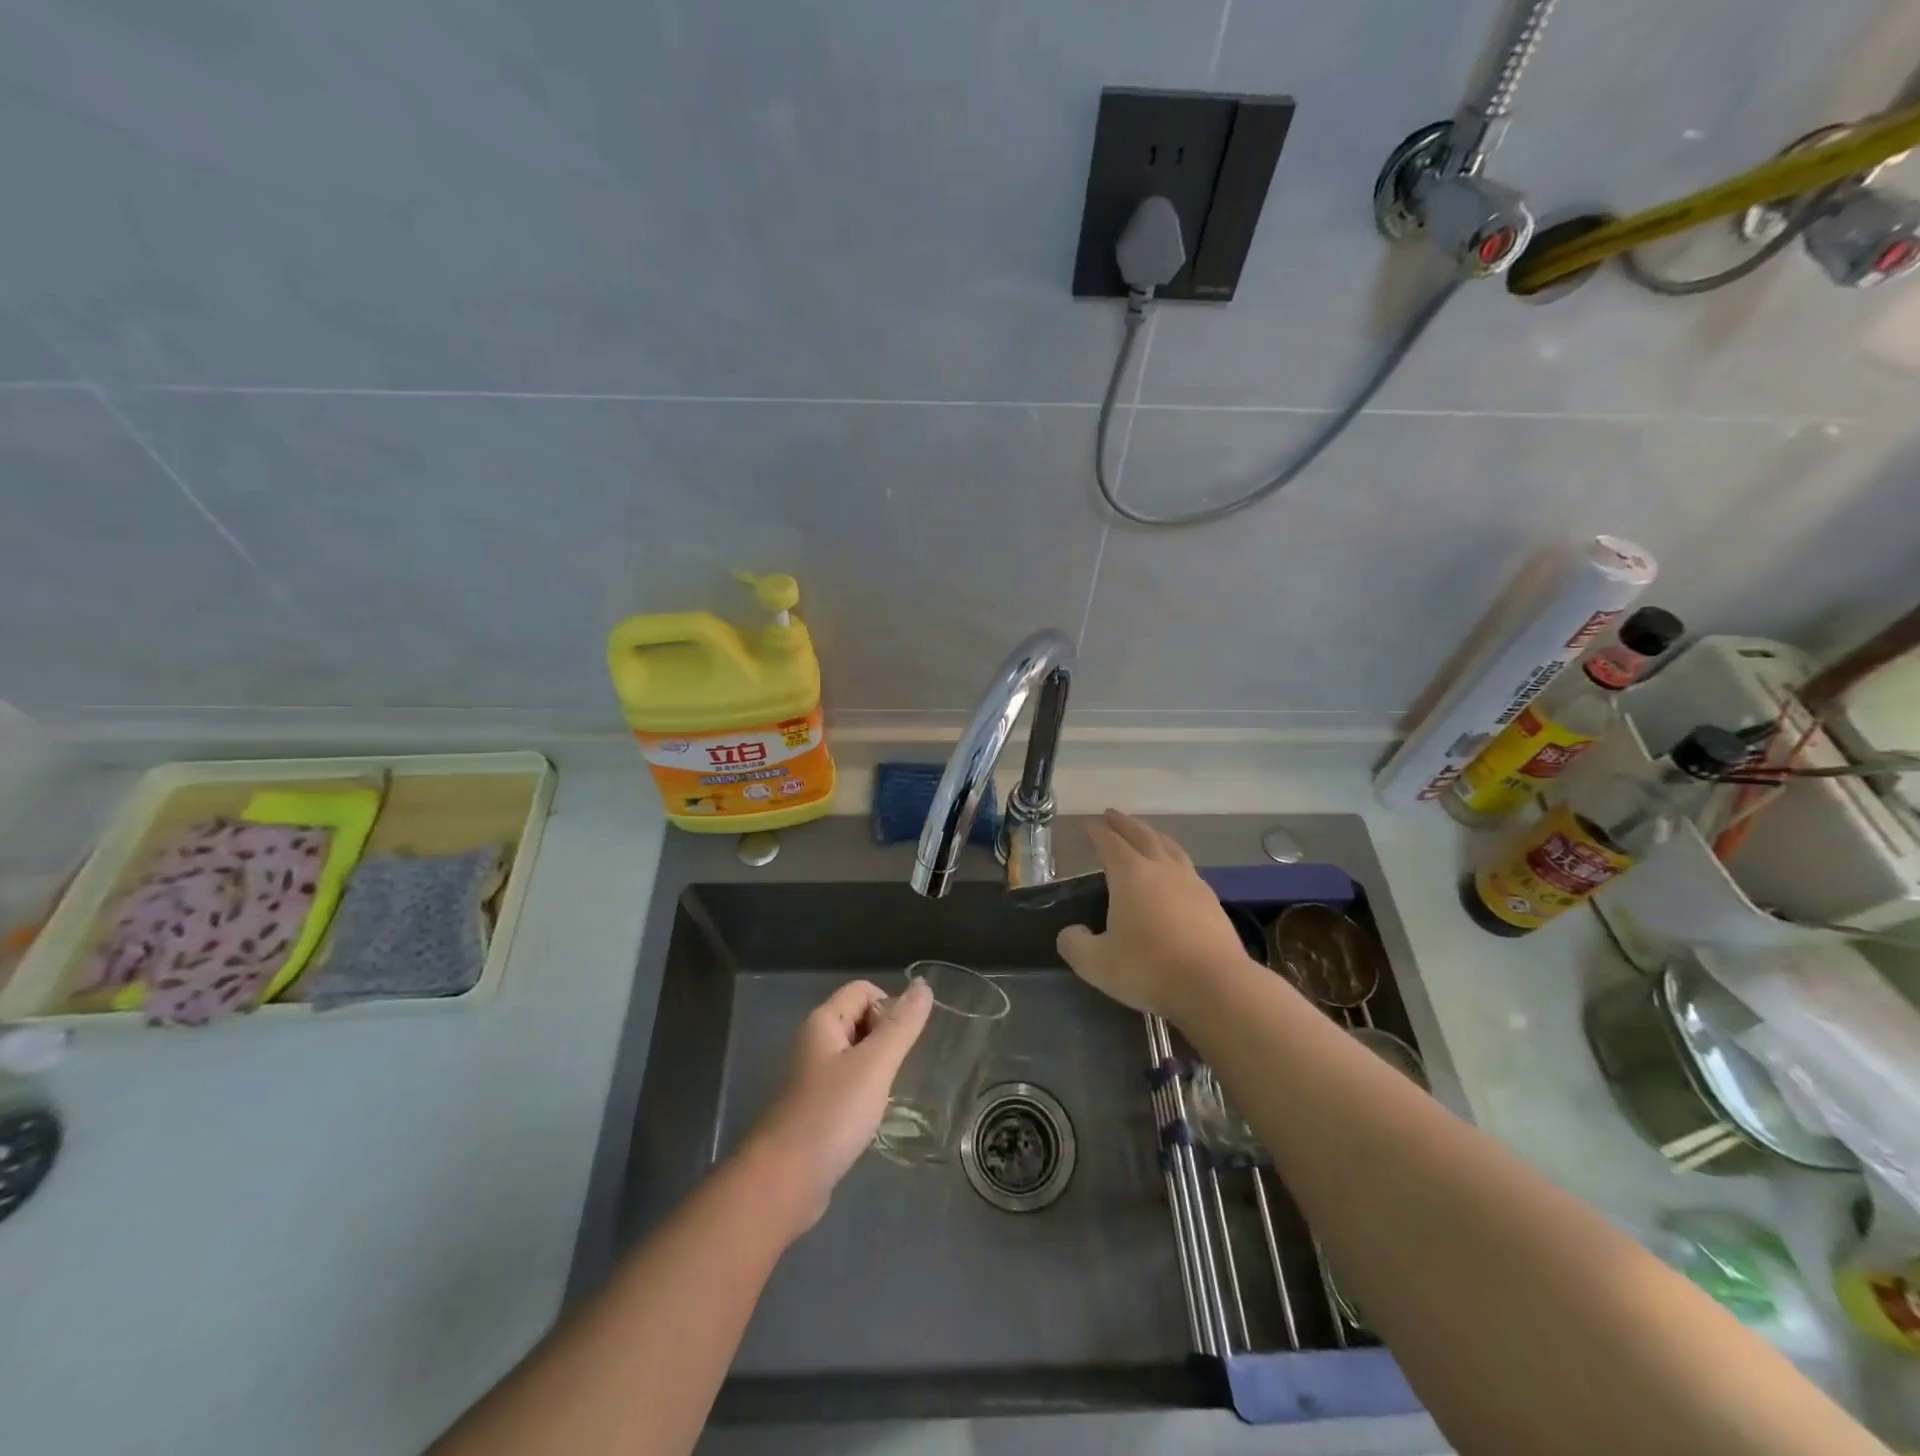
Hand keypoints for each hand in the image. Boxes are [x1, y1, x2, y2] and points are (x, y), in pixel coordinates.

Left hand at [742, 978, 932, 1233]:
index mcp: (823, 1022)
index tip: (900, 1043)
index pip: (863, 990)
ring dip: (878, 1066)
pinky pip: (850, 1083)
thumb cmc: (832, 1114)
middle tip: (896, 1070)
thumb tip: (924, 985)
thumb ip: (901, 1025)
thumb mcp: (874, 1065)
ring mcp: (814, 1076)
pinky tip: (873, 1115)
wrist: (785, 1182)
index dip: (888, 1006)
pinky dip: (866, 1091)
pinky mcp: (818, 1107)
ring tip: (888, 1093)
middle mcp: (816, 1042)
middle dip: (886, 1037)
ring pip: (858, 1053)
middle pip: (861, 1018)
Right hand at [1055, 809, 1256, 1019]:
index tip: (1086, 824)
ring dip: (1153, 835)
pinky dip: (1174, 859)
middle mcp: (1162, 869)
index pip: (1109, 843)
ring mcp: (1191, 882)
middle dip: (1124, 823)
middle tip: (1111, 814)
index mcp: (1130, 875)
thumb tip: (1070, 933)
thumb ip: (1075, 945)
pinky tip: (1175, 872)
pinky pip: (1188, 867)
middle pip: (1142, 835)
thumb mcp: (1097, 964)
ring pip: (1170, 847)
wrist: (1215, 986)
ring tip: (1145, 834)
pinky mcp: (1212, 902)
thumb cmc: (1149, 969)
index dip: (1095, 832)